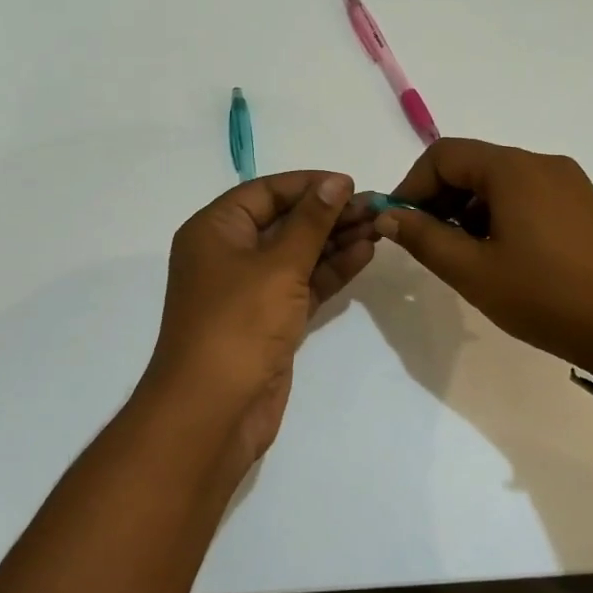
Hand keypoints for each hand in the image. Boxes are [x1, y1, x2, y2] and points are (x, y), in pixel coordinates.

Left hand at [146, 170, 374, 463]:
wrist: (213, 410)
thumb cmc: (239, 325)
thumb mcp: (279, 266)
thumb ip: (312, 222)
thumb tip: (337, 182)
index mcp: (215, 230)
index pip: (266, 192)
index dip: (309, 185)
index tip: (351, 184)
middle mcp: (229, 254)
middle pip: (284, 222)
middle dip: (328, 214)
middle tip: (375, 208)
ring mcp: (250, 290)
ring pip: (298, 254)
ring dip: (335, 241)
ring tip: (379, 227)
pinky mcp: (270, 319)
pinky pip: (303, 284)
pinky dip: (331, 270)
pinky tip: (364, 255)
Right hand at [374, 138, 592, 381]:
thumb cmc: (548, 298)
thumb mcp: (473, 272)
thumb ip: (424, 238)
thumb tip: (388, 215)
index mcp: (513, 169)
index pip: (443, 155)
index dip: (412, 186)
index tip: (398, 225)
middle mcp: (543, 163)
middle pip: (473, 165)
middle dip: (440, 200)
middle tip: (427, 244)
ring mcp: (570, 183)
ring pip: (501, 183)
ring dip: (470, 211)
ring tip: (465, 257)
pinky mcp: (586, 206)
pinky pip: (530, 197)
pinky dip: (502, 216)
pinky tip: (503, 257)